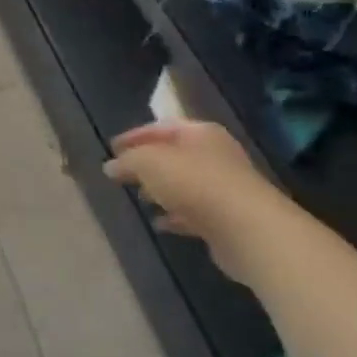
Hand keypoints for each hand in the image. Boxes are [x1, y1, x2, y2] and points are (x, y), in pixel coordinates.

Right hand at [101, 121, 280, 256]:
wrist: (246, 228)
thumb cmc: (194, 183)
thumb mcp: (148, 163)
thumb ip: (127, 161)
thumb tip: (110, 166)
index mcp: (200, 133)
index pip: (161, 127)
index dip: (134, 136)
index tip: (111, 148)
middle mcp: (216, 155)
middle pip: (174, 154)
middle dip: (148, 163)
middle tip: (123, 173)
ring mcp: (224, 187)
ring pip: (184, 183)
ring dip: (162, 190)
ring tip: (139, 197)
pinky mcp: (226, 217)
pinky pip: (193, 212)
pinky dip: (175, 215)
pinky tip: (159, 222)